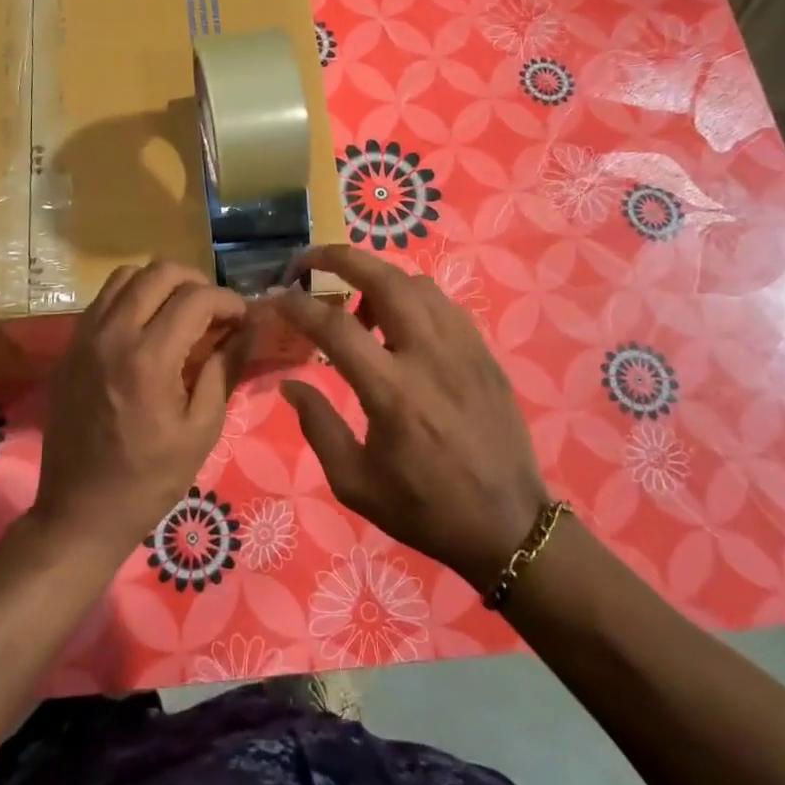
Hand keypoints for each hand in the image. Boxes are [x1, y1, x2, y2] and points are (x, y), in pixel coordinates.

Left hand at [34, 261, 248, 558]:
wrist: (80, 512)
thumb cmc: (150, 479)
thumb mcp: (202, 430)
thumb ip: (226, 369)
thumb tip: (250, 329)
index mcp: (149, 358)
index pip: (196, 298)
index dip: (229, 301)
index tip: (245, 320)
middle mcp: (112, 335)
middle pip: (159, 272)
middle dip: (197, 282)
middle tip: (216, 312)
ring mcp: (83, 338)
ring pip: (125, 277)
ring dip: (160, 285)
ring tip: (182, 313)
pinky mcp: (68, 348)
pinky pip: (103, 301)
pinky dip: (132, 299)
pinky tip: (148, 329)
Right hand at [272, 245, 552, 593]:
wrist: (508, 526)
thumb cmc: (424, 509)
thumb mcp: (354, 482)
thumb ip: (317, 425)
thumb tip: (290, 382)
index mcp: (392, 393)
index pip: (335, 326)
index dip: (298, 304)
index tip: (276, 297)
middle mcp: (429, 357)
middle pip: (383, 279)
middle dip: (339, 258)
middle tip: (309, 261)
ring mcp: (463, 349)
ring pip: (417, 284)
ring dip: (377, 279)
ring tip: (357, 305)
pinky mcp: (484, 353)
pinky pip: (443, 304)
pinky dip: (412, 298)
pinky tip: (400, 325)